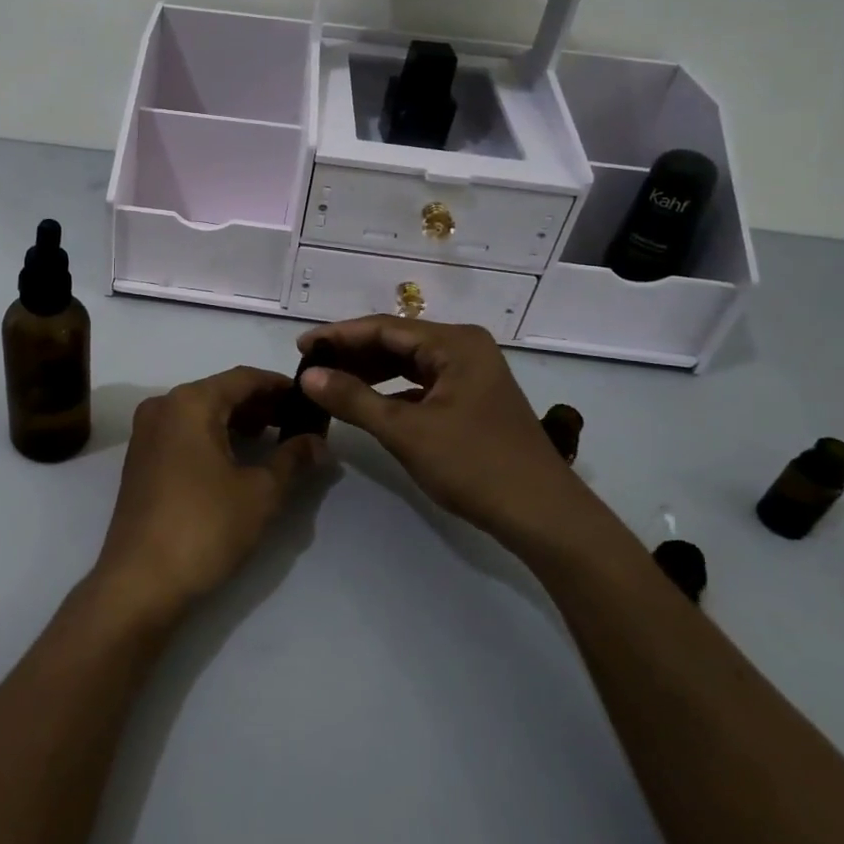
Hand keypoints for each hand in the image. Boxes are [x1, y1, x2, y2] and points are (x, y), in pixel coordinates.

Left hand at [91, 367, 325, 623]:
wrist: (140, 581)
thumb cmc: (205, 527)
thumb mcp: (261, 492)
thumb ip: (293, 458)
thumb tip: (319, 442)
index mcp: (190, 402)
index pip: (244, 378)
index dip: (280, 386)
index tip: (310, 399)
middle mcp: (163, 406)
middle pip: (221, 391)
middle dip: (261, 404)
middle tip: (298, 422)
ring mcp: (147, 432)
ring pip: (202, 412)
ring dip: (239, 421)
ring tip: (275, 439)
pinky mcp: (141, 459)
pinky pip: (185, 432)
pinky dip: (215, 436)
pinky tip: (239, 457)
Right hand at [296, 317, 597, 552]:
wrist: (542, 515)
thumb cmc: (474, 465)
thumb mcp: (406, 431)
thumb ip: (354, 399)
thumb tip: (308, 375)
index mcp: (455, 343)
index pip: (384, 327)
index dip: (338, 335)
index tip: (301, 345)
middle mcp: (464, 348)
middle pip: (396, 341)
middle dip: (352, 354)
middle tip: (310, 367)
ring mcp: (471, 374)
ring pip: (408, 364)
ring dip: (370, 372)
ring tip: (329, 383)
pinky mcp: (472, 399)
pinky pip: (421, 384)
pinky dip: (391, 391)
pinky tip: (366, 404)